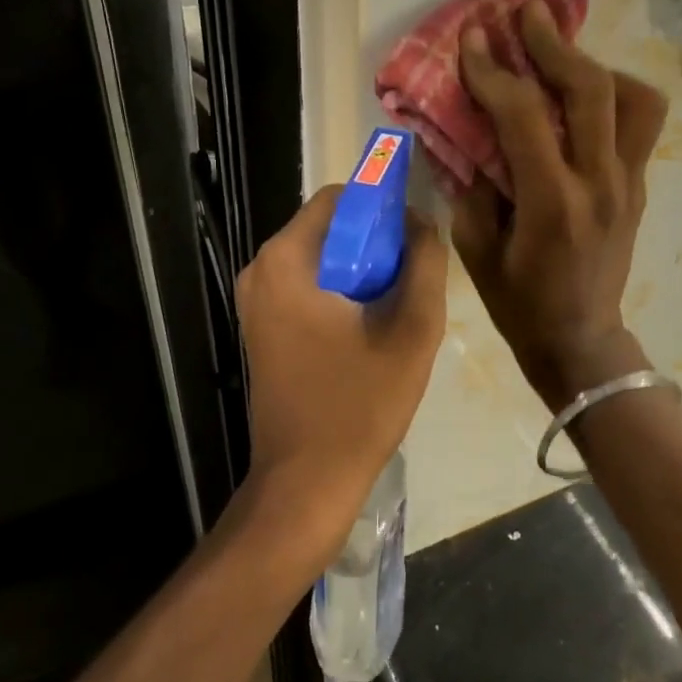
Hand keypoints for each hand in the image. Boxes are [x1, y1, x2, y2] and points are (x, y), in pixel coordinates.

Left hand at [236, 185, 447, 557]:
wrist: (305, 484)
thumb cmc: (358, 406)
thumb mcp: (412, 332)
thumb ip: (425, 265)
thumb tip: (423, 223)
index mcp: (287, 260)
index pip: (339, 197)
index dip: (382, 207)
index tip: (415, 239)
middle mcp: (261, 270)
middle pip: (329, 227)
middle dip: (375, 241)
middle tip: (411, 278)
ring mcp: (256, 301)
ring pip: (321, 257)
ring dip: (361, 269)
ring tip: (395, 306)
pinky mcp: (262, 326)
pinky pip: (308, 285)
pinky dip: (341, 290)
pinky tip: (370, 328)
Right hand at [453, 0, 668, 408]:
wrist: (581, 341)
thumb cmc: (519, 303)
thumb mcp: (476, 248)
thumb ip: (470, 183)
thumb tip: (466, 130)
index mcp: (553, 204)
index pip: (526, 116)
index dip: (493, 72)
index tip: (471, 40)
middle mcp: (601, 184)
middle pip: (592, 91)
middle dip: (554, 44)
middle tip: (525, 15)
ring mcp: (629, 184)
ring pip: (635, 99)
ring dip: (595, 67)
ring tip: (561, 56)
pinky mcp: (639, 186)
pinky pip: (638, 124)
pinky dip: (612, 95)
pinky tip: (580, 96)